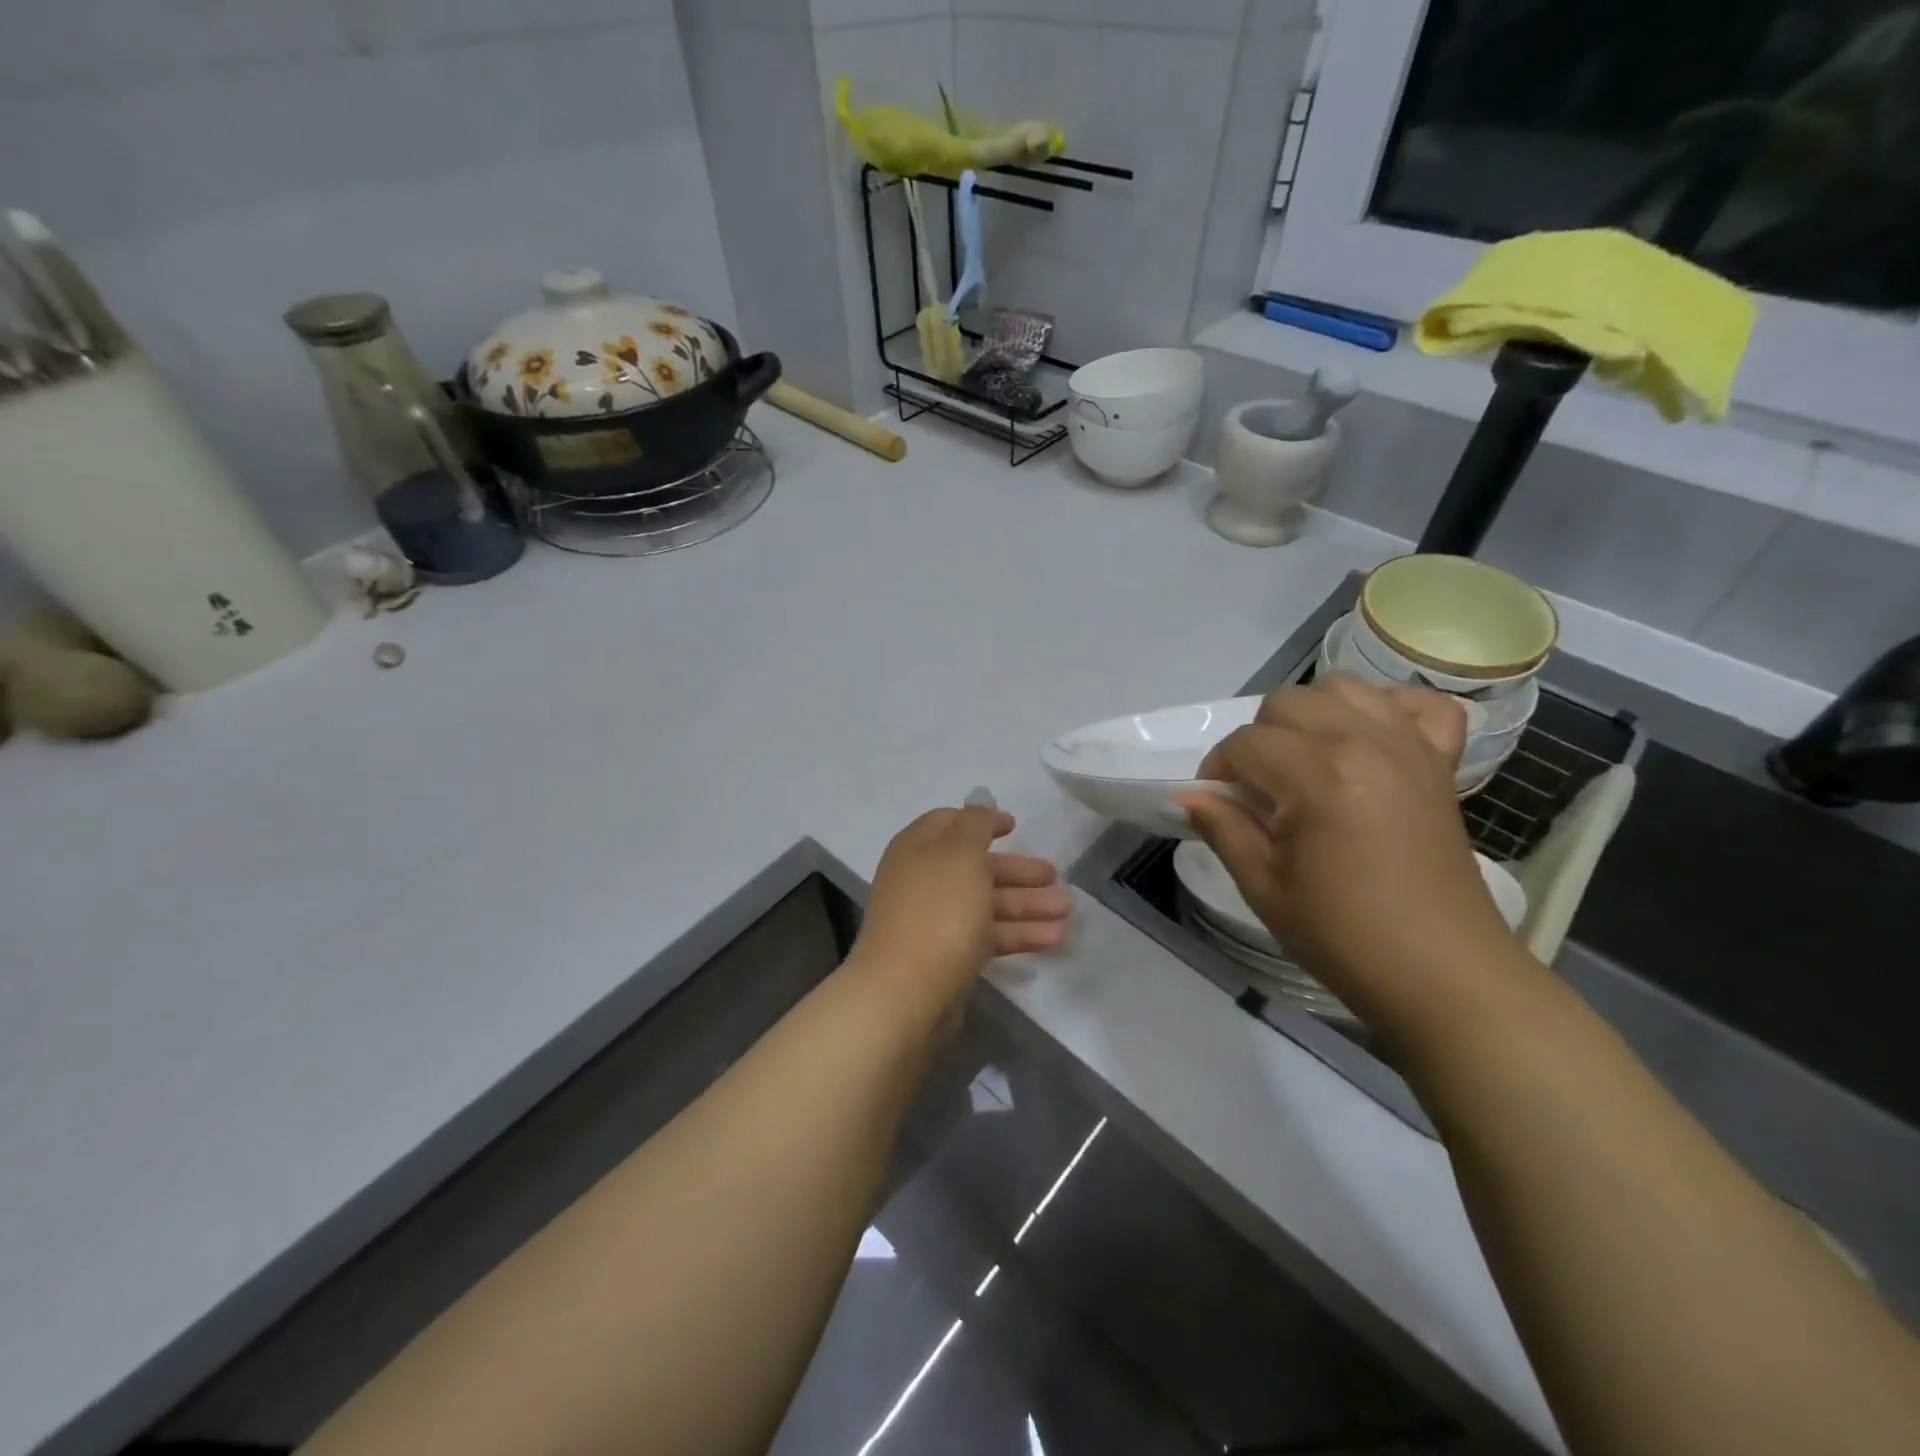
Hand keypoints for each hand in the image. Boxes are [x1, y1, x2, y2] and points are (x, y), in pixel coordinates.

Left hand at [849, 805, 1071, 1027]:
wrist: (905, 994)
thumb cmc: (938, 912)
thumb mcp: (961, 855)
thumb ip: (975, 825)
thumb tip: (979, 801)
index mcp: (918, 849)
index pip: (950, 823)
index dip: (983, 821)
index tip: (1015, 826)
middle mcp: (923, 881)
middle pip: (976, 867)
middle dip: (1018, 872)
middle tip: (1057, 877)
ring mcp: (933, 921)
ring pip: (987, 904)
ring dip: (1028, 906)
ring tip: (1068, 912)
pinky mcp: (947, 957)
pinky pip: (988, 936)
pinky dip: (1019, 935)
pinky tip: (1054, 940)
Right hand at [1179, 675, 1515, 1030]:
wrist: (1442, 974)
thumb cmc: (1343, 936)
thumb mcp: (1264, 886)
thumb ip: (1222, 827)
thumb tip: (1187, 795)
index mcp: (1318, 775)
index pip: (1245, 742)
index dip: (1219, 770)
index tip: (1218, 805)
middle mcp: (1365, 741)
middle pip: (1287, 702)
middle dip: (1259, 740)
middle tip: (1259, 791)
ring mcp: (1410, 746)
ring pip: (1343, 687)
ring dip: (1312, 715)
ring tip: (1306, 762)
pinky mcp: (1441, 762)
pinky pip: (1418, 704)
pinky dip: (1389, 711)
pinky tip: (1369, 743)